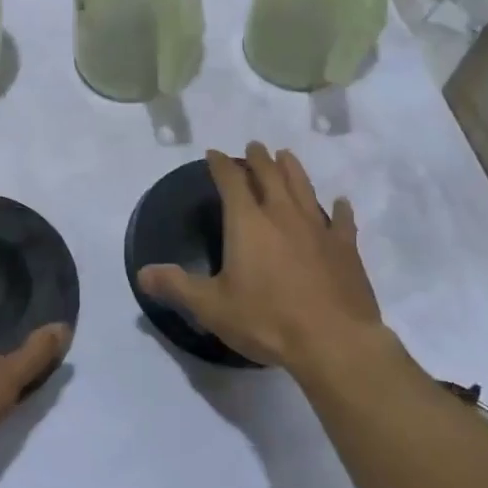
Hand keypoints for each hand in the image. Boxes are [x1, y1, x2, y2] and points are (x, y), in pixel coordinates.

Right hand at [139, 144, 387, 374]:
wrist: (333, 341)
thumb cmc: (267, 320)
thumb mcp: (211, 307)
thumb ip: (177, 286)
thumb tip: (142, 273)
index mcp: (247, 223)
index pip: (230, 182)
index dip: (220, 165)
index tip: (214, 154)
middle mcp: (282, 215)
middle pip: (270, 175)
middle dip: (259, 159)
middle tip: (255, 146)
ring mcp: (318, 229)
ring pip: (303, 188)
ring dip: (293, 169)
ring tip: (286, 155)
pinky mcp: (345, 248)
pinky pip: (342, 221)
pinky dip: (340, 209)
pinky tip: (341, 202)